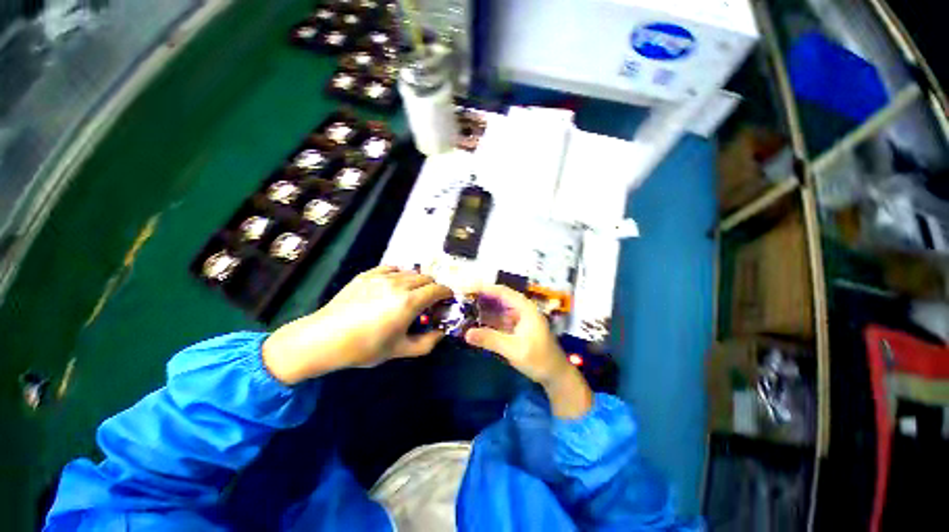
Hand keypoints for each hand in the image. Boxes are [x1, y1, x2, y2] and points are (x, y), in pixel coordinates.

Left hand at [263, 266, 452, 384]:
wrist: (324, 339)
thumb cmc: (365, 348)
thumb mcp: (400, 350)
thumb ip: (427, 342)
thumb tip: (441, 332)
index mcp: (409, 302)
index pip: (438, 289)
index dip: (446, 293)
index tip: (447, 300)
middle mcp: (399, 284)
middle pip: (426, 277)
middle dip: (433, 287)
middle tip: (429, 301)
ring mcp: (382, 276)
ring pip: (410, 272)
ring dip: (417, 281)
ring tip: (411, 294)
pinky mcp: (368, 274)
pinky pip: (392, 268)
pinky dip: (400, 274)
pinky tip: (394, 285)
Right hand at [464, 284, 591, 417]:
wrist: (554, 375)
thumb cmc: (539, 359)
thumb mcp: (514, 349)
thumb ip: (491, 340)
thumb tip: (466, 334)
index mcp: (524, 307)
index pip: (501, 291)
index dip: (483, 288)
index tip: (465, 289)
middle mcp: (520, 309)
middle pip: (497, 298)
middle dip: (479, 298)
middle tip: (459, 300)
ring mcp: (517, 319)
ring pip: (496, 309)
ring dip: (481, 309)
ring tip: (462, 309)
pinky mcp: (514, 328)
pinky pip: (497, 320)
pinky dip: (485, 321)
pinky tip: (473, 323)